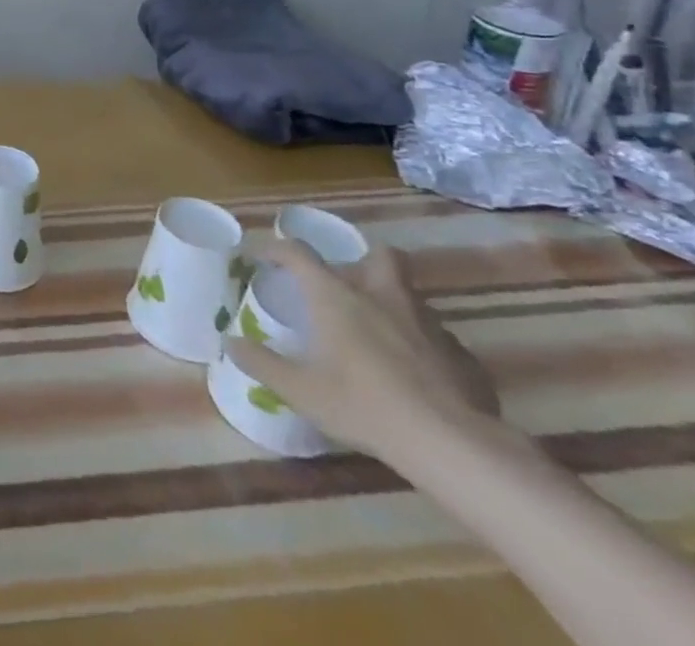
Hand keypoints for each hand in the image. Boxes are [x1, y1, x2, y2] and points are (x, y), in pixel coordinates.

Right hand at [225, 239, 499, 465]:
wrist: (453, 446)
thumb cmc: (364, 406)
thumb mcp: (301, 390)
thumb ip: (262, 363)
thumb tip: (230, 342)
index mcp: (336, 295)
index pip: (299, 252)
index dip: (277, 248)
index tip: (264, 257)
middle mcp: (383, 296)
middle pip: (379, 255)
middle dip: (364, 261)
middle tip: (348, 285)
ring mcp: (429, 324)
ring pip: (411, 296)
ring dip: (394, 305)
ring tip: (381, 333)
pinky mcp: (464, 357)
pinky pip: (439, 340)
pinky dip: (425, 347)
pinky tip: (418, 376)